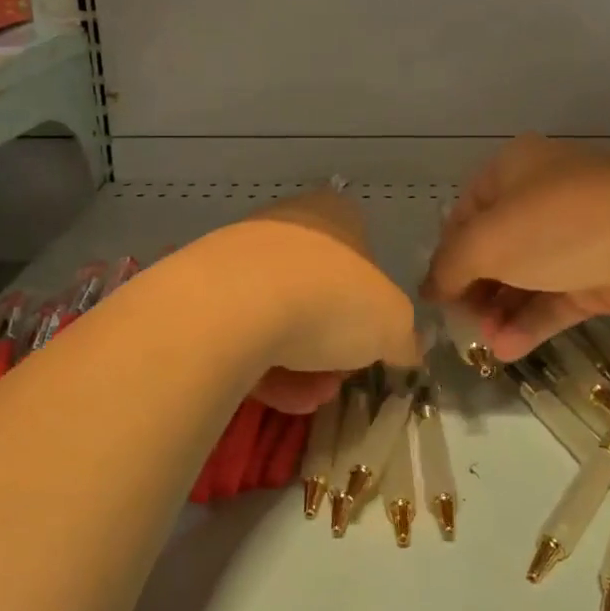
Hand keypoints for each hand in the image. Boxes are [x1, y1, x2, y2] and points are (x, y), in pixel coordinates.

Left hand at [216, 190, 419, 412]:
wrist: (237, 306)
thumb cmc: (333, 297)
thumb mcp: (394, 323)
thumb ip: (403, 335)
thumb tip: (404, 347)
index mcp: (334, 213)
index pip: (362, 252)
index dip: (371, 302)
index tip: (371, 340)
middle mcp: (286, 225)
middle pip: (321, 292)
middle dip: (332, 344)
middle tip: (337, 377)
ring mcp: (240, 257)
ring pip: (281, 318)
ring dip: (301, 365)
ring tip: (306, 398)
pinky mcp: (205, 294)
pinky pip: (244, 334)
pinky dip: (263, 366)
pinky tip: (275, 396)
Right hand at [422, 136, 609, 361]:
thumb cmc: (560, 226)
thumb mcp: (487, 242)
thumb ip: (450, 267)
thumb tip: (429, 289)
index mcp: (513, 170)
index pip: (464, 213)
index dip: (446, 254)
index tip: (437, 295)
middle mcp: (542, 196)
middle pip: (495, 248)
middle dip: (476, 289)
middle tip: (464, 325)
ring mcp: (575, 236)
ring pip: (526, 276)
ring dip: (502, 311)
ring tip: (487, 345)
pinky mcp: (602, 271)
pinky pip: (556, 296)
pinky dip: (532, 321)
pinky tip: (509, 350)